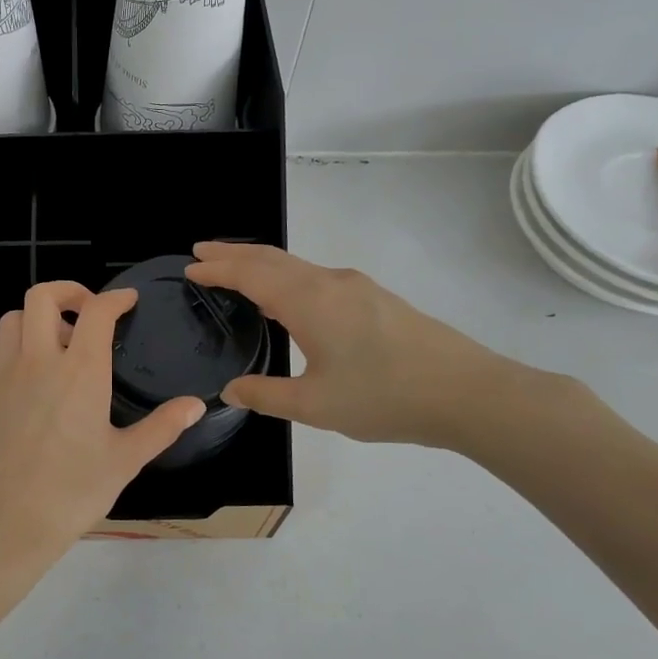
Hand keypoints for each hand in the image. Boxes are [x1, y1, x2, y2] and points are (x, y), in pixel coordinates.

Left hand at [0, 282, 204, 566]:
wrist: (6, 525)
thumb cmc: (72, 493)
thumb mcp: (125, 461)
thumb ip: (162, 426)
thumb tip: (195, 404)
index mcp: (79, 371)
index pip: (96, 312)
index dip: (115, 297)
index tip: (127, 300)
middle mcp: (37, 362)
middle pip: (42, 297)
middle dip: (68, 291)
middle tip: (86, 311)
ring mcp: (2, 377)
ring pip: (11, 320)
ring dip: (35, 319)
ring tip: (55, 344)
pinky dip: (9, 352)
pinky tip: (24, 376)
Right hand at [185, 242, 538, 448]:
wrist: (467, 392)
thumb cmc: (384, 397)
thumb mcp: (314, 405)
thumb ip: (266, 395)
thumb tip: (231, 390)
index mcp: (309, 300)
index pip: (250, 273)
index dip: (217, 268)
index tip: (189, 266)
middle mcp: (330, 282)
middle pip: (272, 258)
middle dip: (234, 254)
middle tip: (202, 253)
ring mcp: (356, 288)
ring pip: (296, 266)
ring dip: (261, 265)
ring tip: (235, 273)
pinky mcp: (375, 300)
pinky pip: (315, 278)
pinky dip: (286, 278)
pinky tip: (285, 301)